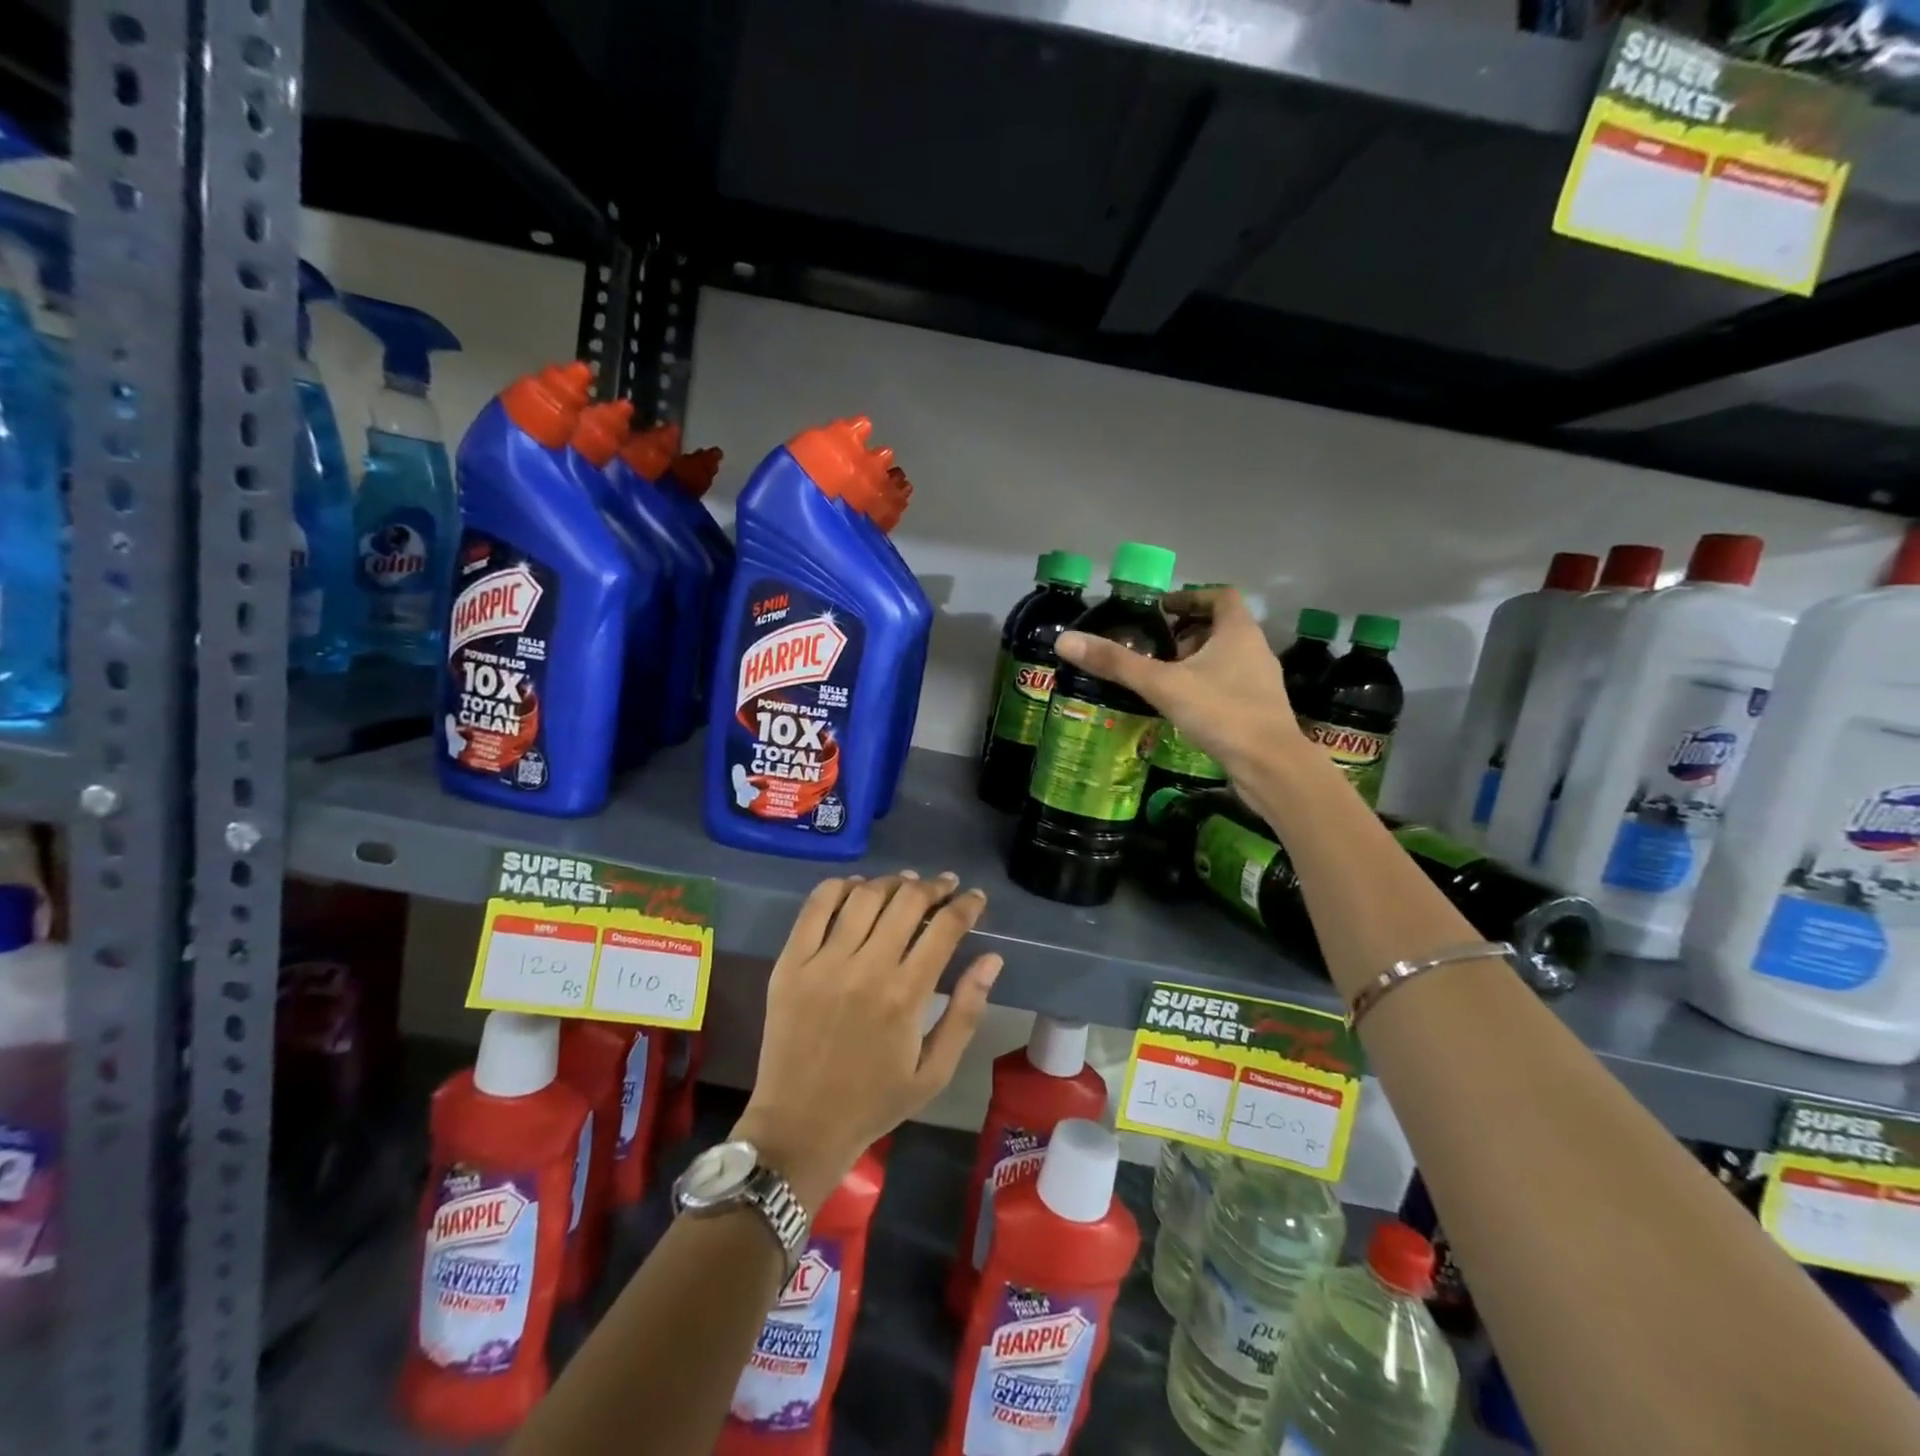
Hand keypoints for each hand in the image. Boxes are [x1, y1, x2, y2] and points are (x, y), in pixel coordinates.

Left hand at [733, 872, 1001, 1211]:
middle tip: (944, 886)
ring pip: (864, 897)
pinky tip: (856, 887)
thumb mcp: (934, 1071)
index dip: (966, 905)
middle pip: (907, 902)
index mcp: (906, 996)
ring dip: (892, 883)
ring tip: (906, 885)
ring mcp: (823, 962)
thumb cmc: (874, 1102)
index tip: (976, 898)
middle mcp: (866, 969)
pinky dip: (840, 887)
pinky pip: (816, 907)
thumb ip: (966, 1012)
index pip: (945, 928)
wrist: (799, 1127)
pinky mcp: (790, 963)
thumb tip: (992, 959)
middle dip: (934, 887)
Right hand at [1055, 587, 1302, 781]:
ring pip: (1227, 658)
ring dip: (1197, 661)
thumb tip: (1065, 640)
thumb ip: (1116, 663)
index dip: (1191, 597)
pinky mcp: (1260, 710)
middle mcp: (1255, 650)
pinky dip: (1207, 687)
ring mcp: (1261, 682)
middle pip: (1222, 627)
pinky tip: (1183, 707)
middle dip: (1188, 632)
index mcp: (1238, 631)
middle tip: (1155, 646)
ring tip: (1163, 677)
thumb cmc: (1221, 712)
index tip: (1162, 609)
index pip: (1220, 596)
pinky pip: (1231, 686)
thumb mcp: (1162, 684)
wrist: (1270, 766)